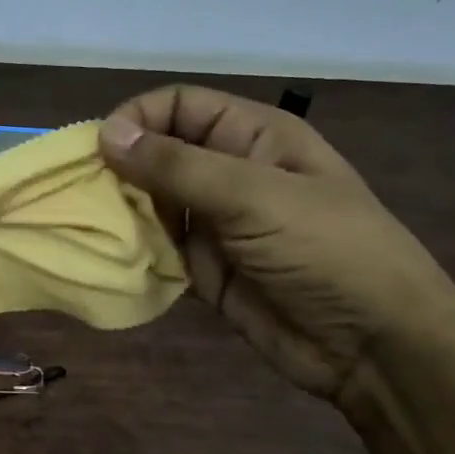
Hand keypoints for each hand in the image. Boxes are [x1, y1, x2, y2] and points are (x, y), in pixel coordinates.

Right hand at [99, 85, 454, 404]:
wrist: (374, 347)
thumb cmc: (326, 251)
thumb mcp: (253, 197)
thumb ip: (177, 166)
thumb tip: (105, 133)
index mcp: (252, 136)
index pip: (179, 106)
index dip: (136, 119)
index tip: (96, 151)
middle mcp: (230, 173)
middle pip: (159, 154)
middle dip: (120, 170)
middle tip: (80, 197)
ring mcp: (217, 224)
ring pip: (152, 204)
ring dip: (122, 214)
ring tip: (88, 230)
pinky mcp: (206, 270)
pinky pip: (159, 251)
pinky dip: (134, 254)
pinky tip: (110, 262)